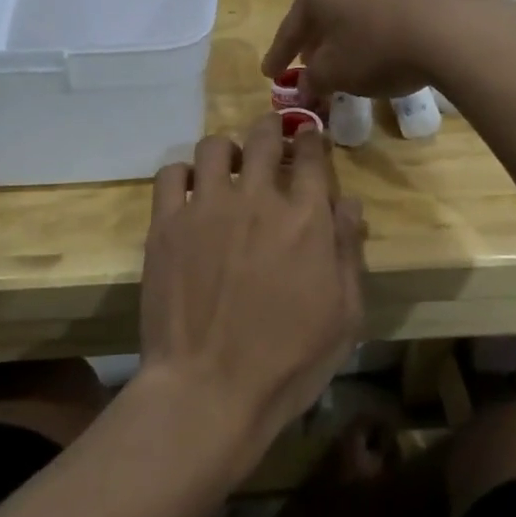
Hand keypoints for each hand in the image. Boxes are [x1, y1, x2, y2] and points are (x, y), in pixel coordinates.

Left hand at [139, 116, 365, 462]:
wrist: (209, 389)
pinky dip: (182, 173)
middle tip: (271, 136)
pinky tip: (189, 191)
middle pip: (263, 137)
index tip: (308, 141)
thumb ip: (348, 251)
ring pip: (213, 146)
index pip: (311, 155)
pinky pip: (170, 173)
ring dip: (226, 150)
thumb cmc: (289, 361)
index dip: (311, 141)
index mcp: (305, 217)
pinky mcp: (166, 224)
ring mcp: (206, 207)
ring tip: (227, 167)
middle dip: (272, 128)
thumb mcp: (344, 314)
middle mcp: (256, 198)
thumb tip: (349, 203)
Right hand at [261, 0, 475, 101]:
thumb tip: (305, 89)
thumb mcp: (335, 72)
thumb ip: (313, 80)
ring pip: (353, 9)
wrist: (449, 29)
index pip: (291, 27)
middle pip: (322, 12)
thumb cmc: (376, 48)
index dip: (279, 56)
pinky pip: (382, 9)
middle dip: (314, 41)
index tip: (269, 74)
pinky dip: (373, 30)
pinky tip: (379, 49)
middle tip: (306, 66)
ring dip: (345, 35)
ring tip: (344, 60)